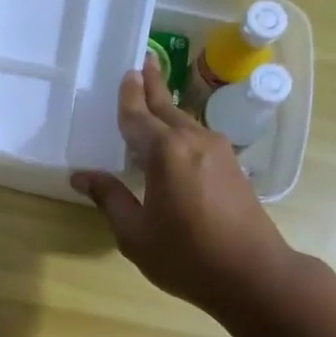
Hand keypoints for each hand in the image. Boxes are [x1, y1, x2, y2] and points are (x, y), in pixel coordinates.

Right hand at [71, 55, 296, 311]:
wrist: (253, 275)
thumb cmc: (186, 256)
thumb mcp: (135, 233)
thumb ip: (110, 198)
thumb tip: (82, 175)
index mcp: (166, 153)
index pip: (138, 118)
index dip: (128, 98)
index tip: (126, 74)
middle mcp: (194, 141)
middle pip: (168, 109)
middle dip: (154, 86)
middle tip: (145, 62)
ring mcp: (220, 152)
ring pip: (186, 122)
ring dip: (169, 108)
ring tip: (156, 95)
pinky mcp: (233, 167)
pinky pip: (199, 138)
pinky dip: (181, 130)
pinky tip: (175, 139)